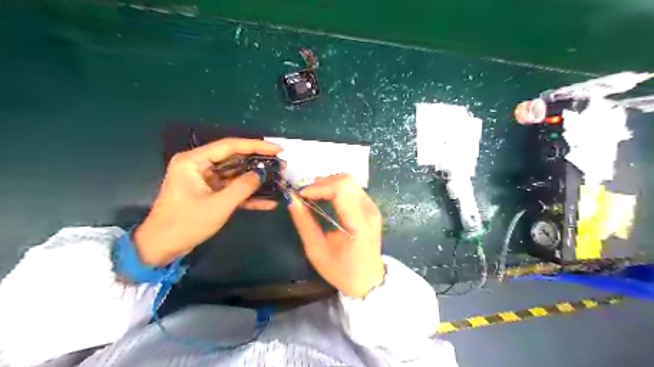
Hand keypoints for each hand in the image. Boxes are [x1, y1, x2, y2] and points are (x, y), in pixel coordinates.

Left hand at [133, 138, 281, 266]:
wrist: (161, 248)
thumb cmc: (186, 224)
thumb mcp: (218, 205)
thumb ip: (243, 187)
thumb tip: (262, 173)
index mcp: (194, 161)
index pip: (230, 146)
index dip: (256, 146)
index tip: (278, 149)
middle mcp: (198, 165)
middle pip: (234, 158)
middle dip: (258, 163)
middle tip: (281, 165)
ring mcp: (204, 180)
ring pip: (235, 174)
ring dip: (255, 179)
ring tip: (278, 179)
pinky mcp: (209, 193)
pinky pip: (231, 189)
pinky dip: (247, 195)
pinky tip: (267, 201)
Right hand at [289, 175, 384, 297]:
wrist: (368, 281)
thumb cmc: (342, 271)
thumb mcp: (317, 250)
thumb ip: (304, 222)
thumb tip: (291, 199)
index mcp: (358, 223)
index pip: (341, 189)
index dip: (319, 187)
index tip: (302, 196)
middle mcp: (369, 210)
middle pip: (346, 180)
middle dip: (323, 183)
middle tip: (306, 195)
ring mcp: (373, 208)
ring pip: (350, 181)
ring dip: (329, 184)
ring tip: (314, 196)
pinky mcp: (371, 208)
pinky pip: (353, 189)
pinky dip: (336, 189)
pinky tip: (326, 199)